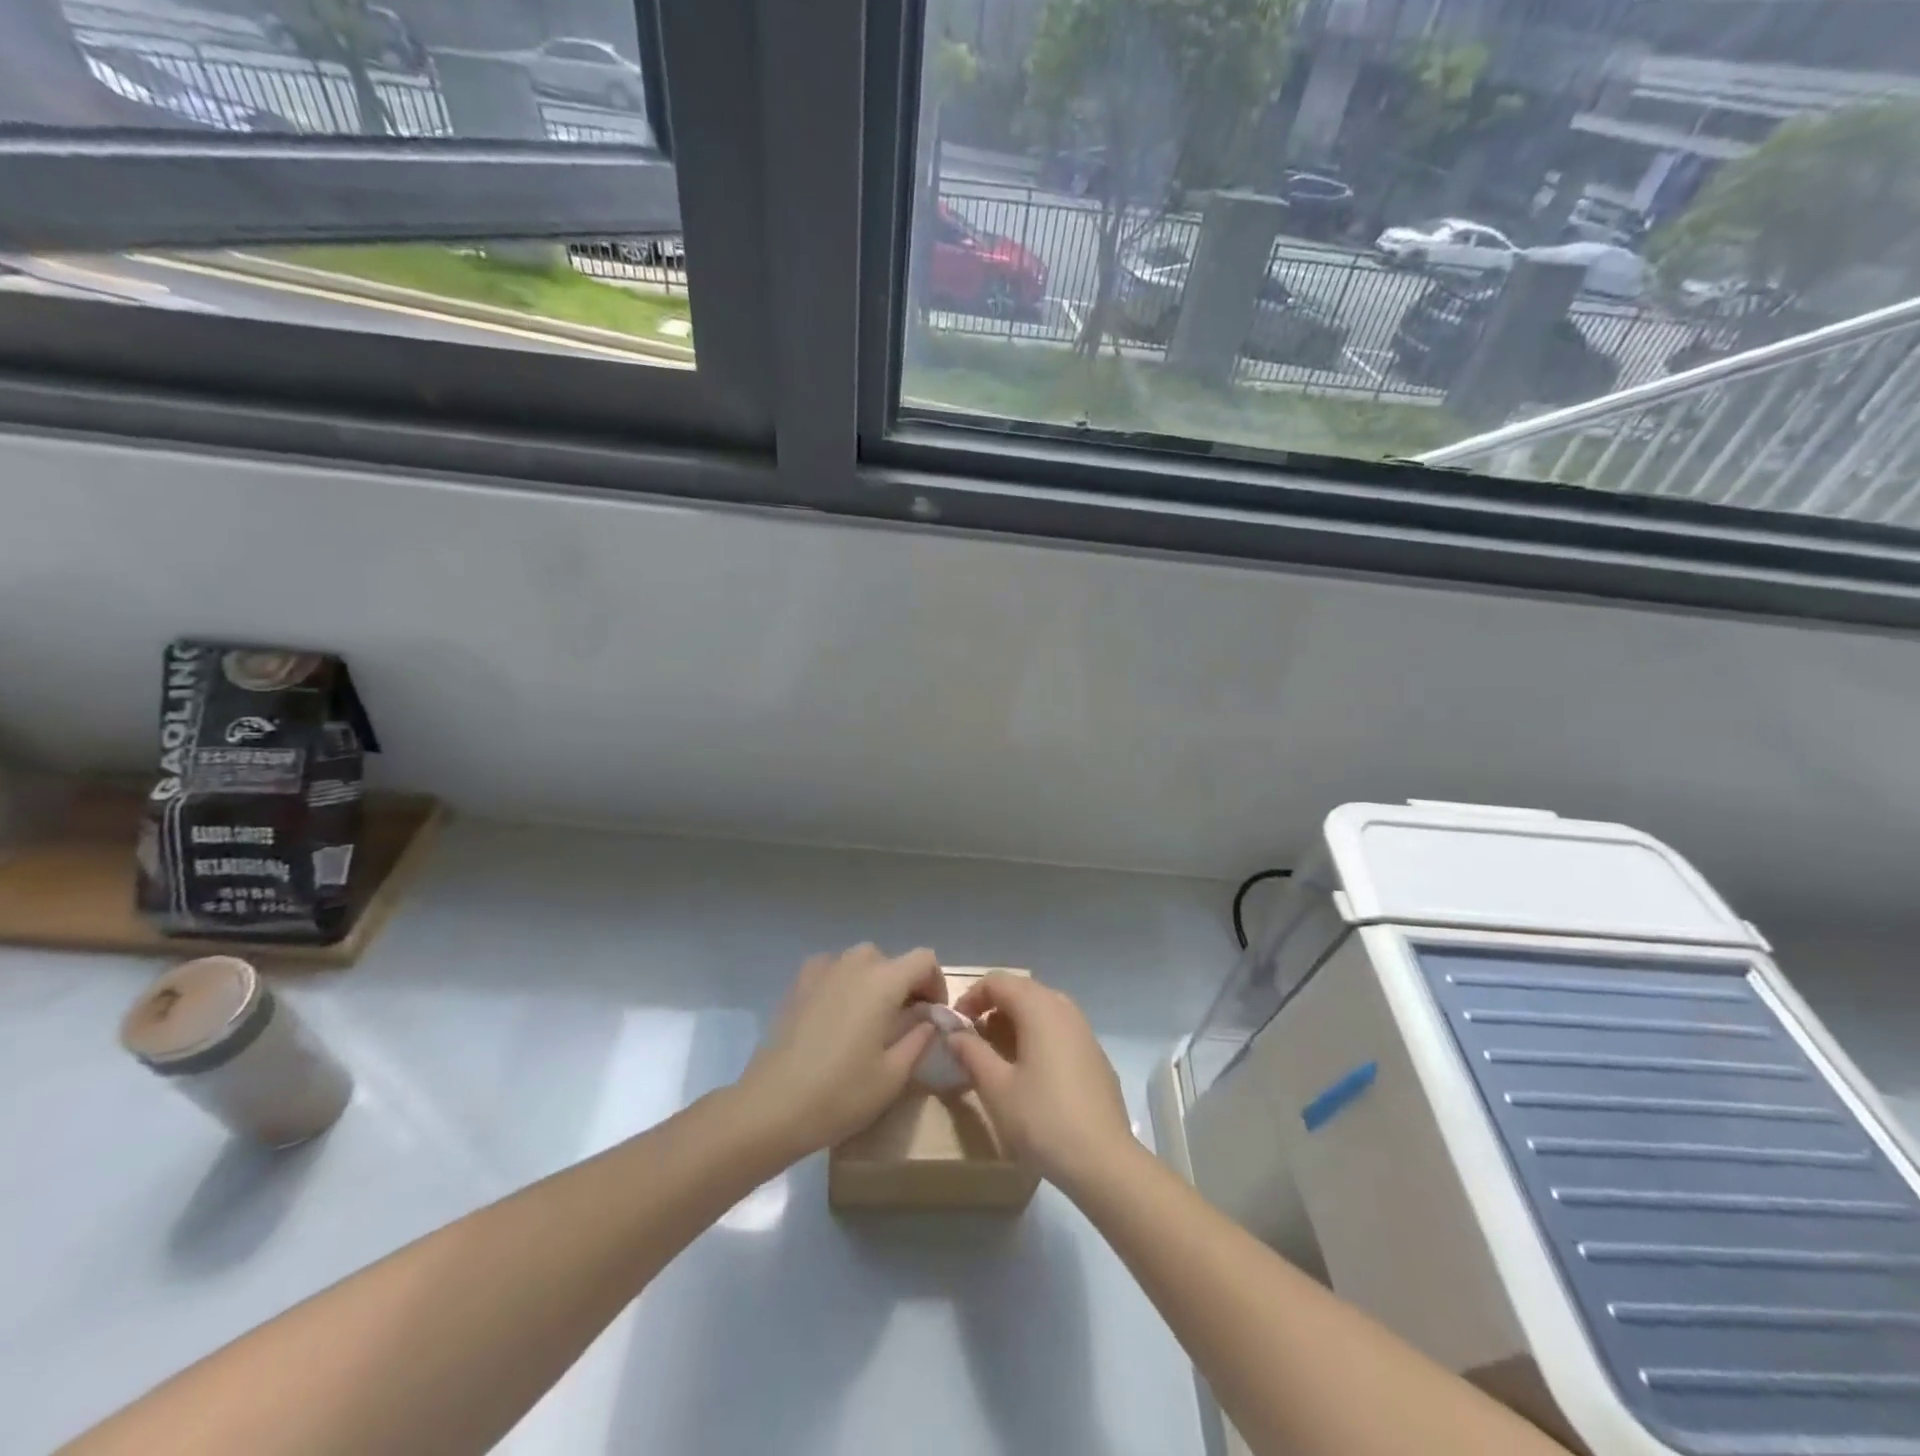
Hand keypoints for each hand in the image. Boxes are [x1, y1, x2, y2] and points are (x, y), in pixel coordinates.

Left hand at [735, 944, 945, 1159]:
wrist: (772, 1106)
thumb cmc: (841, 1093)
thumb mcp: (894, 1074)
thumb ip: (919, 1038)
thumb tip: (928, 1019)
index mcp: (883, 981)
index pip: (925, 959)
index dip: (936, 983)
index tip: (933, 1015)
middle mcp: (854, 964)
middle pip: (892, 960)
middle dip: (905, 985)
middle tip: (904, 1022)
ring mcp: (822, 970)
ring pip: (861, 962)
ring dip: (874, 982)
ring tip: (870, 1019)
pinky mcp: (798, 984)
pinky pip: (832, 969)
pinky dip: (844, 982)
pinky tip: (837, 1014)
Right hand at [947, 973, 1134, 1193]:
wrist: (1104, 1160)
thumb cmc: (1043, 1119)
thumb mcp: (996, 1088)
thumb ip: (971, 1053)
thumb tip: (954, 1033)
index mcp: (1039, 1008)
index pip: (998, 981)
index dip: (971, 996)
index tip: (955, 1025)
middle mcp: (1063, 1008)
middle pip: (1021, 990)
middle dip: (993, 1007)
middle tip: (973, 1038)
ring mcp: (1084, 1029)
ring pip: (1042, 1008)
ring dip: (1015, 1020)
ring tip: (998, 1053)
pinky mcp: (1094, 1052)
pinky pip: (1059, 1027)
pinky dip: (1037, 1034)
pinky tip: (1030, 1070)